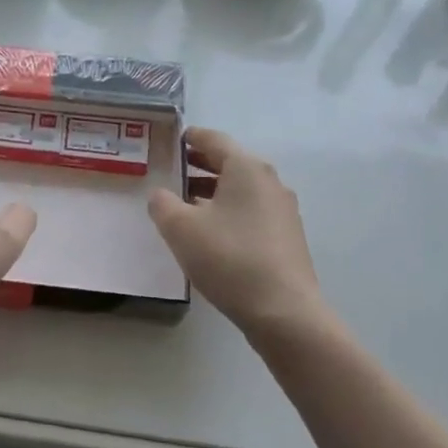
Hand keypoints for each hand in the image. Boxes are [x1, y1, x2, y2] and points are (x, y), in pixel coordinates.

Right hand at [148, 128, 323, 338]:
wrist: (282, 310)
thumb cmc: (228, 258)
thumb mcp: (180, 229)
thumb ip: (162, 204)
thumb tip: (161, 195)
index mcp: (246, 169)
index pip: (215, 140)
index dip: (192, 137)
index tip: (175, 139)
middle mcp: (270, 182)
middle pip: (231, 164)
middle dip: (201, 166)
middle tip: (174, 172)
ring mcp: (283, 210)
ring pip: (242, 190)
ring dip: (214, 192)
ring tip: (187, 206)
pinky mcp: (287, 237)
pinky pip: (252, 213)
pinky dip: (229, 212)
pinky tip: (213, 234)